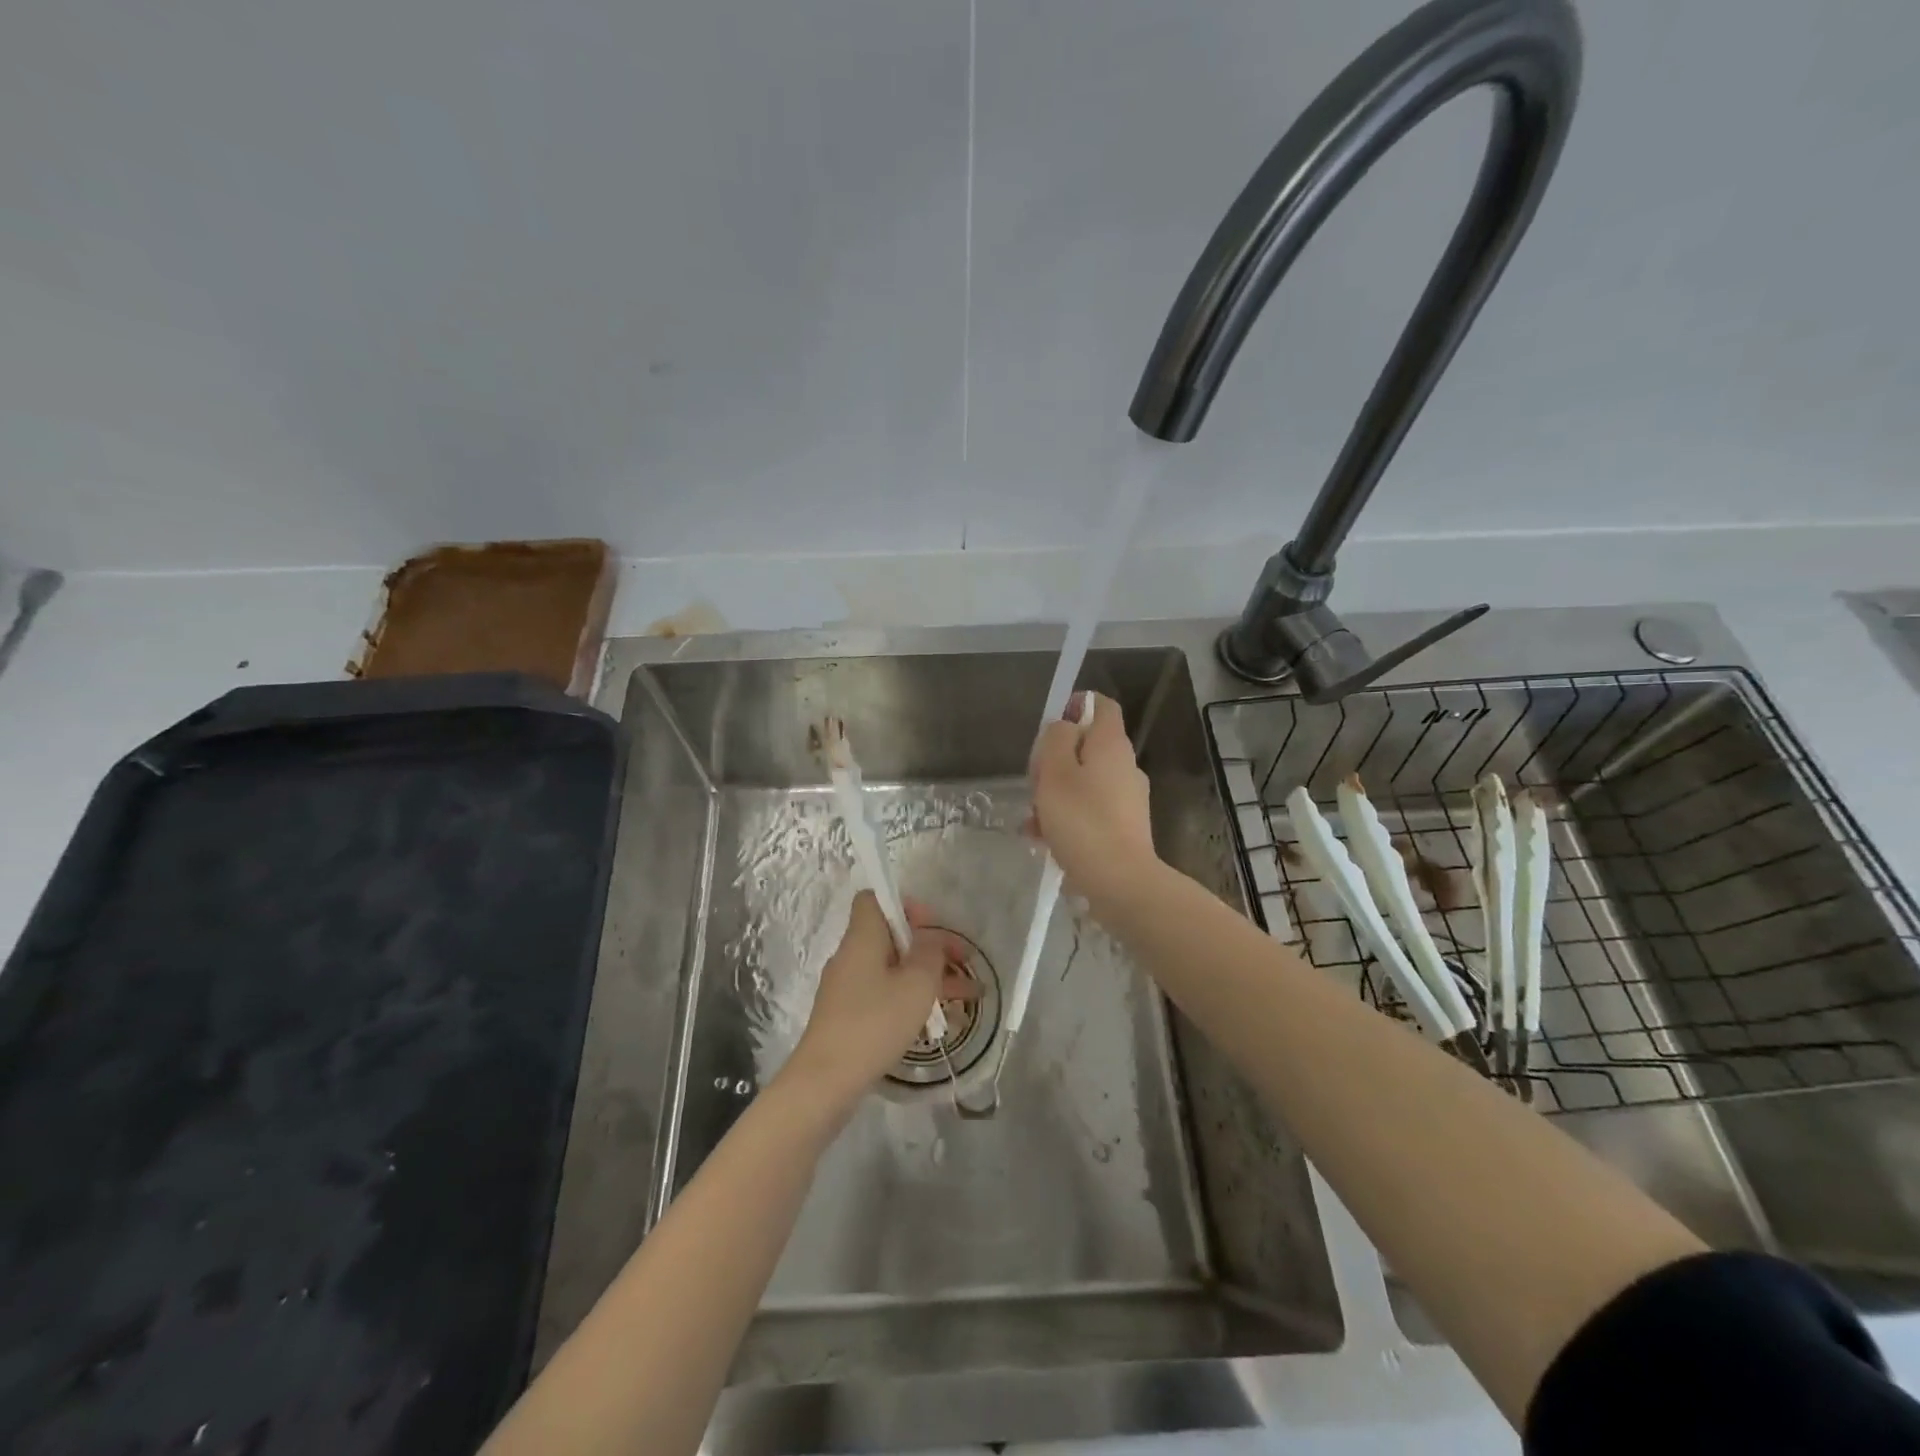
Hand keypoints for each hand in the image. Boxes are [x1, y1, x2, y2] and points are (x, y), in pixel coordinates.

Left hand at [785, 892, 974, 1107]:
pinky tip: (938, 1022)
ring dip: (928, 977)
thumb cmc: (874, 1022)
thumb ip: (930, 952)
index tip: (931, 927)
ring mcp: (847, 988)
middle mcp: (851, 956)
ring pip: (893, 969)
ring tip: (967, 998)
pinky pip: (884, 994)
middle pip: (892, 936)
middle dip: (930, 948)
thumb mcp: (916, 983)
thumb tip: (931, 939)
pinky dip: (911, 999)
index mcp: (862, 938)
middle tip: (964, 964)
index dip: (905, 905)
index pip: (874, 899)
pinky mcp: (848, 1016)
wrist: (826, 1081)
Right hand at [1031, 691, 1157, 906]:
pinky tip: (1044, 839)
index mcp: (1111, 744)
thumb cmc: (1082, 821)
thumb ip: (1055, 739)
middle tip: (1034, 783)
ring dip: (1056, 794)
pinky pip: (1090, 809)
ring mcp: (1128, 797)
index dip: (1074, 707)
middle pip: (1086, 746)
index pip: (1100, 705)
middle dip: (1055, 760)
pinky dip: (1068, 817)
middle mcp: (1125, 765)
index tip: (1049, 728)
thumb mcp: (1055, 772)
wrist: (1120, 881)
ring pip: (1084, 781)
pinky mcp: (1124, 826)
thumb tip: (1063, 727)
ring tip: (1032, 820)